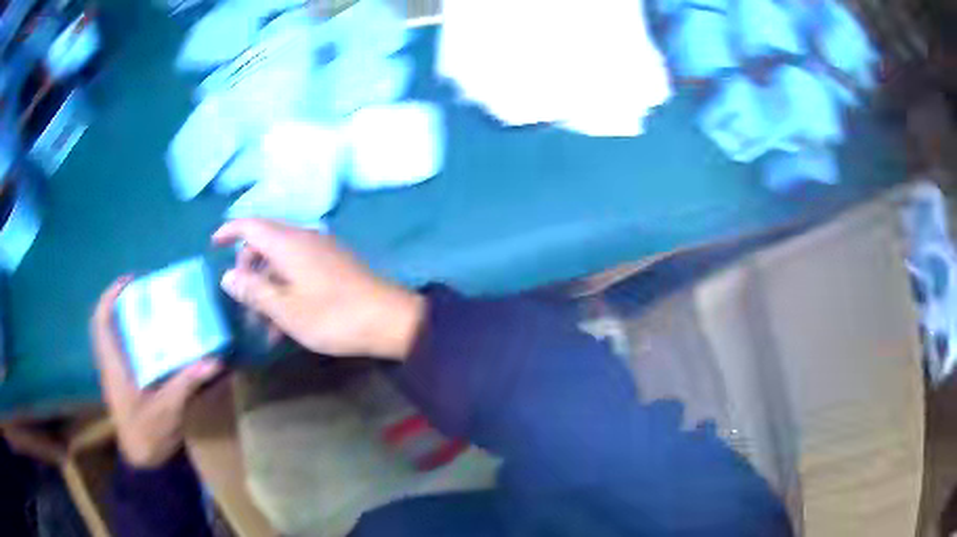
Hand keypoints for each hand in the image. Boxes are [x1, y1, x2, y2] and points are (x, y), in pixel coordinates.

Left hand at [91, 277, 222, 467]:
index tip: (130, 281)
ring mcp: (115, 374)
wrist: (142, 461)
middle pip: (106, 323)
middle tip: (144, 294)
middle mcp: (111, 364)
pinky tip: (152, 341)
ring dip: (125, 319)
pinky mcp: (123, 382)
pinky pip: (122, 350)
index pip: (102, 322)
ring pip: (112, 336)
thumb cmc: (148, 433)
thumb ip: (186, 383)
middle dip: (120, 303)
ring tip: (148, 310)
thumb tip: (214, 361)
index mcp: (114, 365)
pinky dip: (131, 338)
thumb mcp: (168, 409)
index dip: (111, 296)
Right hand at [212, 219, 424, 359]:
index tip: (213, 245)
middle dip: (248, 269)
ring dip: (267, 288)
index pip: (250, 225)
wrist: (389, 320)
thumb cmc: (332, 316)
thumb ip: (253, 290)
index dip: (229, 231)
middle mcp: (304, 238)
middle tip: (243, 302)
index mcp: (288, 242)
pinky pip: (299, 270)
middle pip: (264, 242)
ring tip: (264, 327)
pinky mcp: (334, 265)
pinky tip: (286, 324)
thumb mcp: (285, 309)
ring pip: (281, 261)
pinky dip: (286, 290)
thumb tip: (227, 275)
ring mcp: (322, 251)